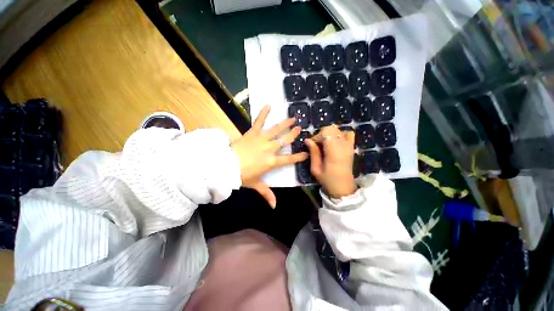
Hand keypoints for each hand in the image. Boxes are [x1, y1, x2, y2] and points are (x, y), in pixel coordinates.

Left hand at [232, 105, 307, 207]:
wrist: (226, 166)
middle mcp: (270, 149)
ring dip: (285, 123)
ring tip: (293, 117)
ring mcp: (261, 139)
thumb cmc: (242, 176)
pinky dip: (263, 113)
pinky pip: (259, 121)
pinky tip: (268, 104)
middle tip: (300, 128)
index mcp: (271, 162)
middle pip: (285, 141)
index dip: (298, 157)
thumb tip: (274, 206)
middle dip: (293, 134)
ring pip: (276, 130)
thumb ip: (267, 194)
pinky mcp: (252, 133)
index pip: (289, 160)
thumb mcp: (256, 185)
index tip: (306, 153)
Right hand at [305, 125, 357, 197]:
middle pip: (331, 128)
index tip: (312, 145)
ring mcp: (349, 145)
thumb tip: (307, 140)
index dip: (317, 136)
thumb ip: (313, 152)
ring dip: (329, 134)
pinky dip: (341, 134)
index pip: (326, 132)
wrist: (343, 187)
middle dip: (322, 134)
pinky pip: (348, 134)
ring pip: (338, 130)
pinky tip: (335, 142)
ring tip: (326, 144)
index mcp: (333, 151)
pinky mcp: (351, 147)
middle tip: (318, 145)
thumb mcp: (316, 168)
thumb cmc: (327, 179)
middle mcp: (343, 145)